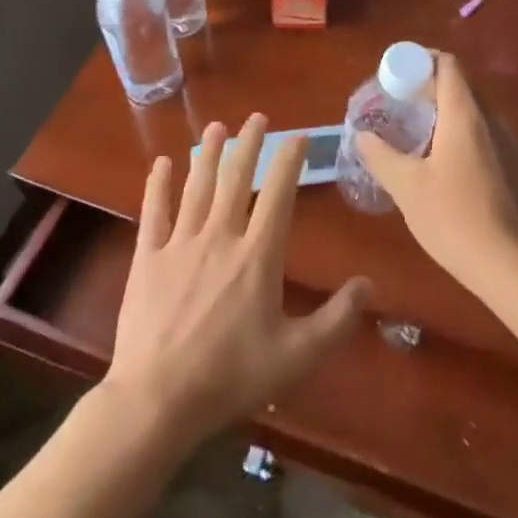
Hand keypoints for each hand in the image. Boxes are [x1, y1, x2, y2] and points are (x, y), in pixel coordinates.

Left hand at [104, 114, 370, 451]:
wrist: (157, 400)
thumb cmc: (231, 376)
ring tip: (216, 127)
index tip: (298, 137)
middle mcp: (220, 237)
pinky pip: (154, 212)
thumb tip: (369, 284)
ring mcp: (180, 244)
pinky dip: (158, 186)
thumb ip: (337, 318)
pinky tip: (161, 163)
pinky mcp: (147, 259)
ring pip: (197, 187)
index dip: (289, 161)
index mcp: (257, 255)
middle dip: (248, 145)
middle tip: (256, 117)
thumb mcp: (297, 355)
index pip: (278, 194)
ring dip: (208, 154)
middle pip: (235, 179)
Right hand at [355, 54, 517, 292]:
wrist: (514, 267)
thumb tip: (362, 135)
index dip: (421, 60)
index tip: (396, 75)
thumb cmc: (455, 219)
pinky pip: (488, 137)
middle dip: (429, 88)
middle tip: (400, 106)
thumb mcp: (407, 188)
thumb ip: (381, 156)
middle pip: (462, 86)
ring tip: (419, 137)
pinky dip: (464, 137)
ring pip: (475, 113)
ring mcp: (511, 144)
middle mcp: (493, 120)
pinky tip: (447, 168)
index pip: (448, 64)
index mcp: (465, 115)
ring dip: (447, 114)